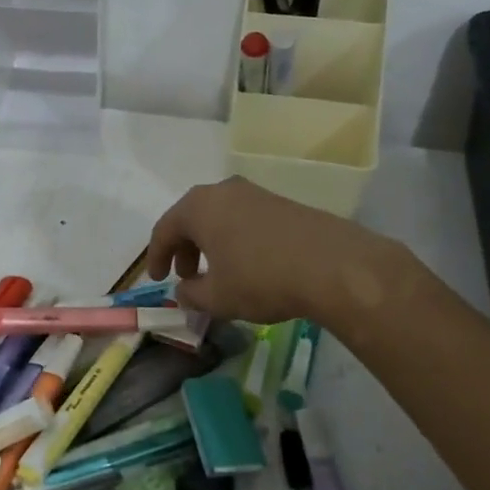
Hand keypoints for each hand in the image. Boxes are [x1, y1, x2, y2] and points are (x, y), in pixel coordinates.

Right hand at [145, 177, 401, 324]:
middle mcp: (223, 191)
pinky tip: (248, 266)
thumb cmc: (261, 279)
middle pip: (191, 218)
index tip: (157, 280)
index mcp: (199, 207)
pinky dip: (235, 240)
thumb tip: (184, 291)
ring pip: (220, 218)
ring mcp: (256, 194)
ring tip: (217, 274)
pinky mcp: (282, 204)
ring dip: (210, 244)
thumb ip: (191, 295)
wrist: (333, 266)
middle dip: (184, 249)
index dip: (156, 257)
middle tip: (186, 277)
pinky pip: (244, 220)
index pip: (164, 229)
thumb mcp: (217, 297)